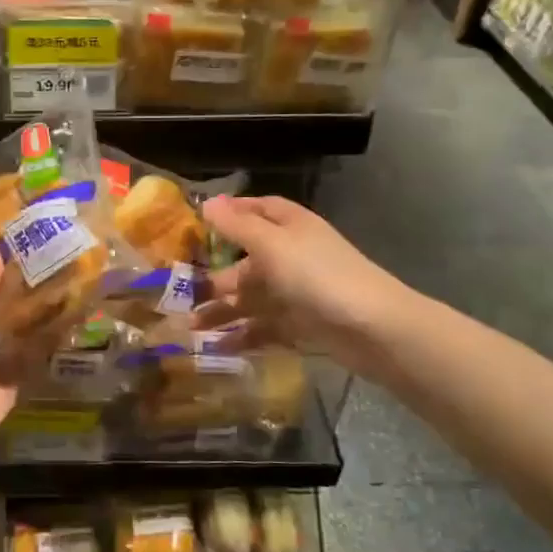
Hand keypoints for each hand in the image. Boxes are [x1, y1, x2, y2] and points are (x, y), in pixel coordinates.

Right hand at [197, 195, 405, 374]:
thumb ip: (237, 226)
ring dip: (222, 311)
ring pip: (252, 299)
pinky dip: (243, 336)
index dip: (231, 214)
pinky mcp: (302, 325)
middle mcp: (293, 256)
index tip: (197, 223)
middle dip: (215, 278)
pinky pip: (265, 328)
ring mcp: (298, 292)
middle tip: (179, 294)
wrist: (373, 328)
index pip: (259, 210)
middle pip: (247, 262)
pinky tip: (217, 348)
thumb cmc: (318, 276)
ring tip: (191, 328)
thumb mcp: (272, 245)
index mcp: (290, 228)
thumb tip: (208, 203)